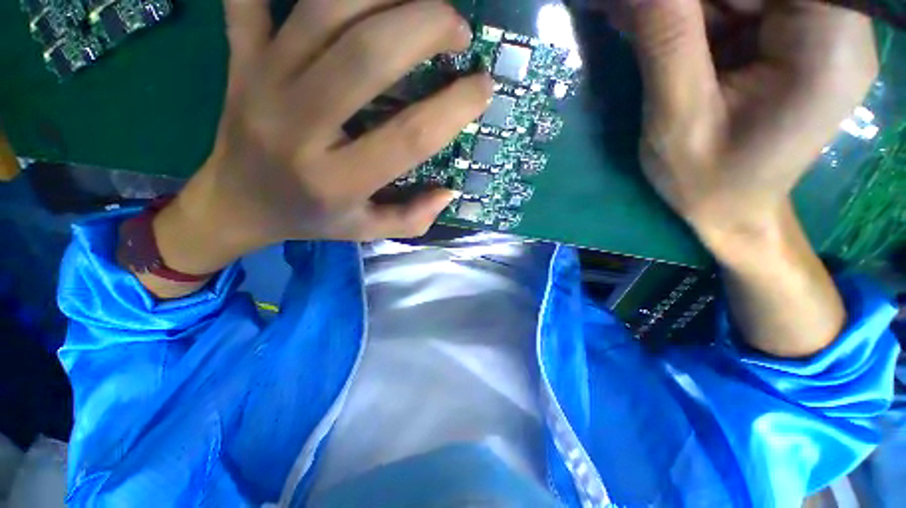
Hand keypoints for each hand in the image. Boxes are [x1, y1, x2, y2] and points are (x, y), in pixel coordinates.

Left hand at [152, 0, 492, 276]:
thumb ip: (411, 219)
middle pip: (367, 54)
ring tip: (419, 2)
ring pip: (325, 7)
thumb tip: (449, 192)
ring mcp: (263, 80)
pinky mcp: (241, 55)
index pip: (410, 136)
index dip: (455, 107)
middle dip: (426, 26)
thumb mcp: (365, 231)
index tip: (484, 87)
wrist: (236, 203)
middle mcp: (299, 126)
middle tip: (458, 29)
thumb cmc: (309, 218)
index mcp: (338, 180)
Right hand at [599, 0, 876, 255]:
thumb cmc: (707, 181)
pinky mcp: (794, 39)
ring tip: (638, 25)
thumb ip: (667, 41)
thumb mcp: (678, 119)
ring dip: (689, 7)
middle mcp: (837, 27)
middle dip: (693, 2)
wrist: (731, 211)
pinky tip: (661, 33)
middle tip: (637, 16)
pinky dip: (697, 14)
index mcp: (826, 47)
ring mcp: (818, 31)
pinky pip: (744, 7)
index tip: (656, 9)